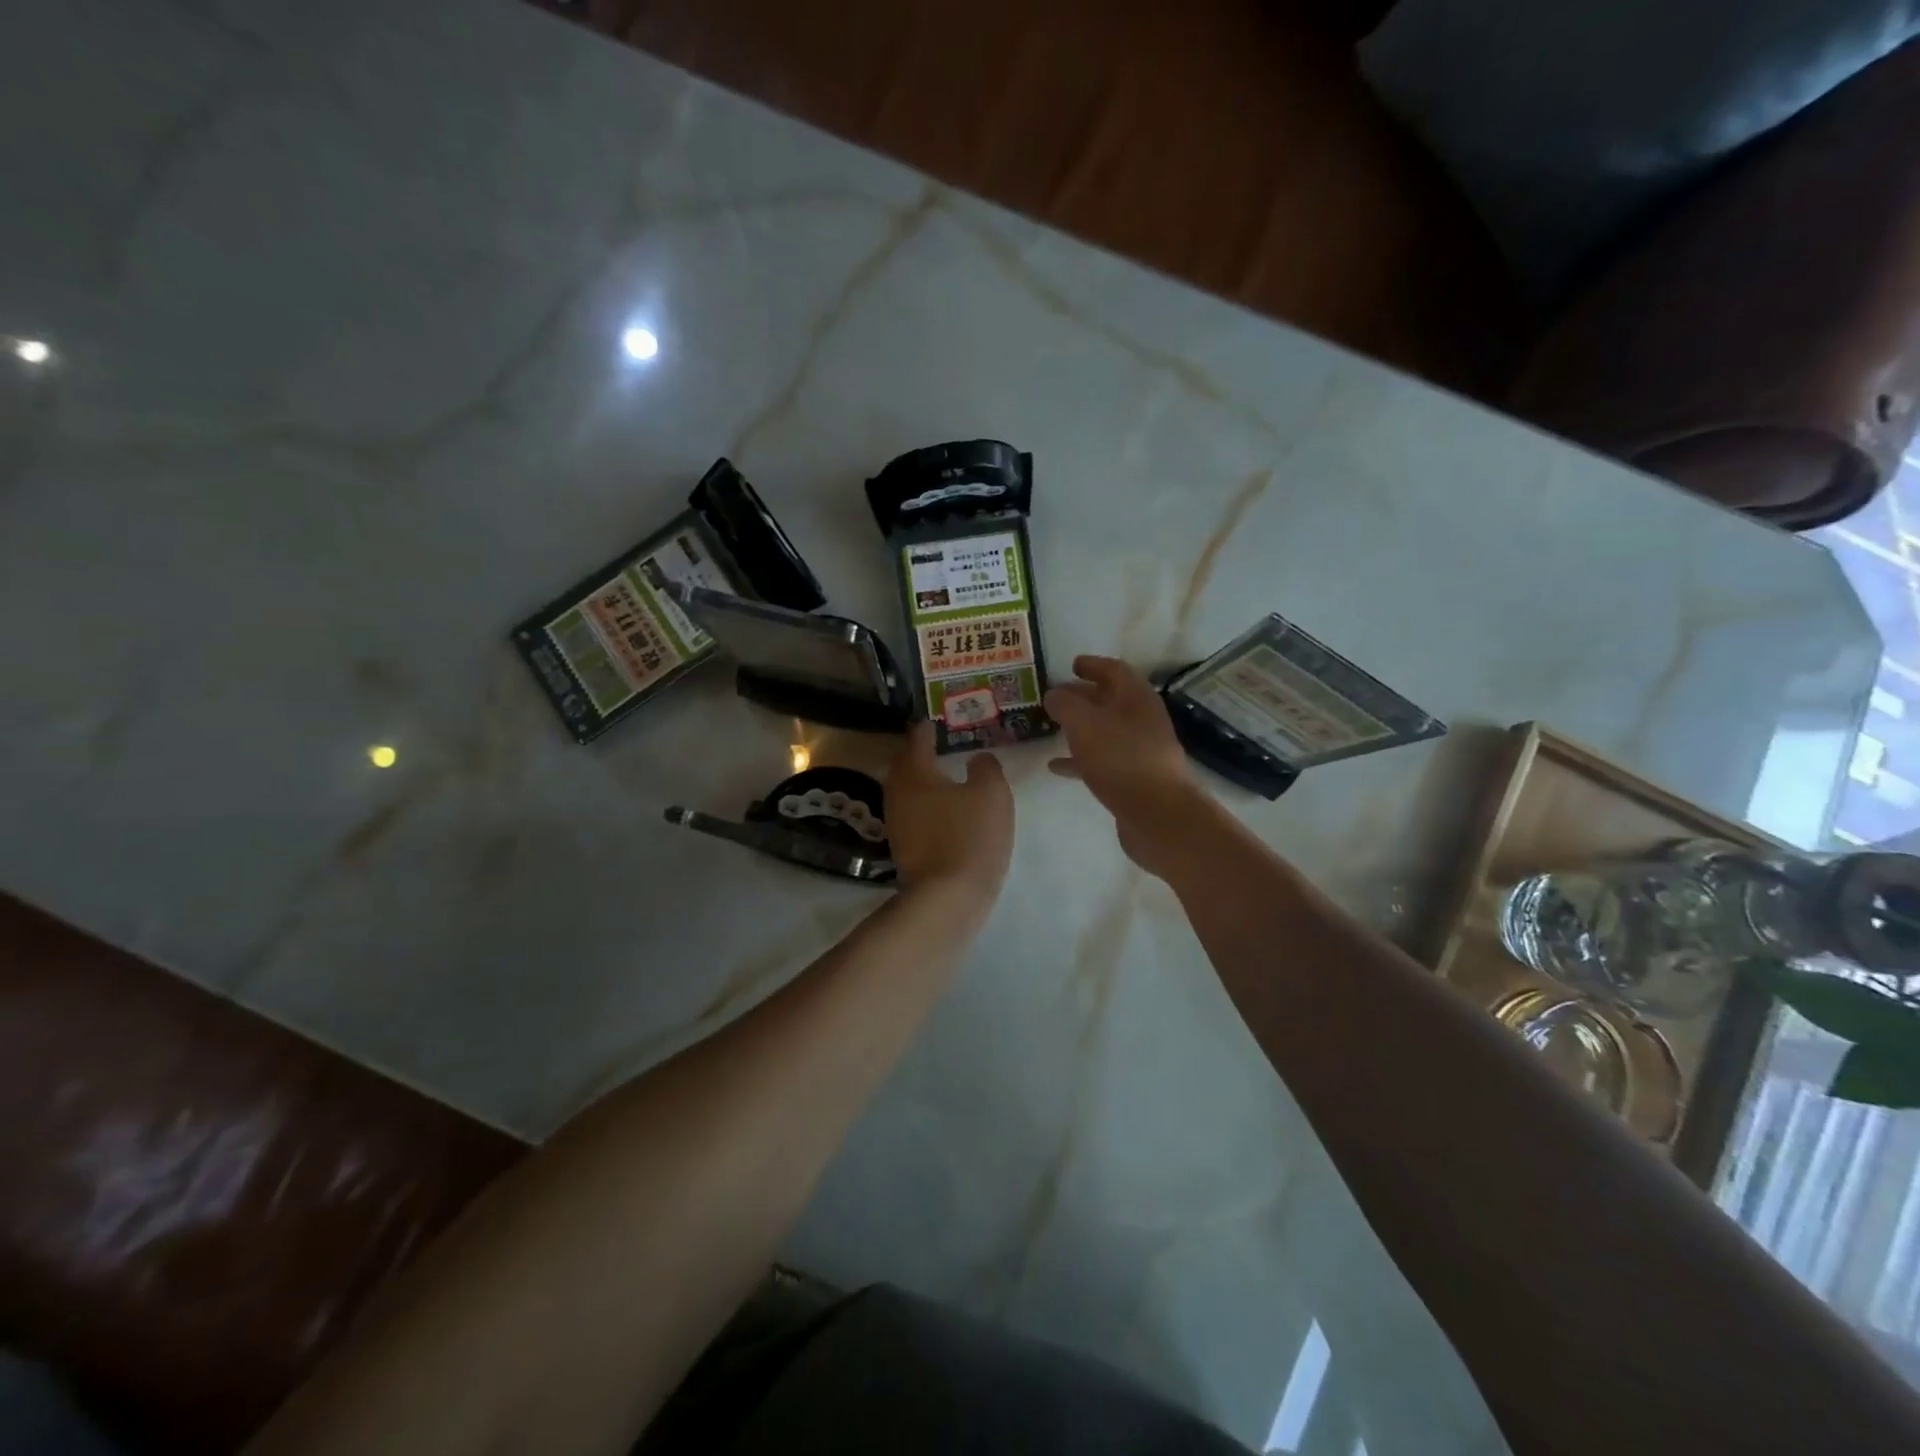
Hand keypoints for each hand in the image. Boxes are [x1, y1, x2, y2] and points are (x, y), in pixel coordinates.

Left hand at [884, 721, 1013, 901]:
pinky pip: (912, 814)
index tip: (935, 721)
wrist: (948, 897)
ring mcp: (896, 823)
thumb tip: (978, 758)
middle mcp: (897, 793)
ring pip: (906, 791)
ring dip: (920, 781)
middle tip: (936, 745)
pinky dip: (925, 805)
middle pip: (904, 765)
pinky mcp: (903, 848)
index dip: (927, 728)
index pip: (916, 740)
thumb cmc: (970, 836)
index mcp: (915, 773)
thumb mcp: (991, 794)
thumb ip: (986, 768)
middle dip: (918, 753)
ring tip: (942, 775)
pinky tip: (942, 810)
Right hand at [1044, 656, 1208, 873]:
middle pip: (1111, 700)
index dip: (1092, 665)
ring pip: (1105, 730)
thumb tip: (1054, 694)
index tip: (1071, 665)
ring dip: (1080, 727)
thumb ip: (1065, 704)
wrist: (1158, 816)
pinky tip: (1056, 766)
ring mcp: (1140, 751)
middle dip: (1083, 696)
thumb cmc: (1121, 760)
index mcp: (1137, 698)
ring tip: (1051, 728)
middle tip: (1055, 696)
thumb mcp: (1085, 724)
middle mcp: (1142, 720)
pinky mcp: (1133, 779)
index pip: (1115, 670)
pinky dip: (1080, 758)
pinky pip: (1102, 760)